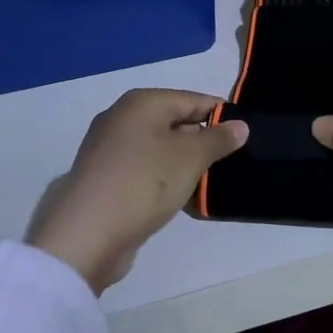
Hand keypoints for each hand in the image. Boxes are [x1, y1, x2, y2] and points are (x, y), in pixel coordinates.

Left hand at [28, 90, 248, 292]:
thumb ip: (218, 139)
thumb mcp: (190, 158)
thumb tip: (240, 125)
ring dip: (184, 162)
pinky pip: (144, 169)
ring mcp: (109, 149)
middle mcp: (121, 118)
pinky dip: (164, 178)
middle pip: (174, 121)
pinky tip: (182, 197)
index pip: (191, 99)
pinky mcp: (105, 178)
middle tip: (232, 160)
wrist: (87, 233)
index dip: (220, 114)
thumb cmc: (144, 183)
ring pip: (159, 148)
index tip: (245, 133)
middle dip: (202, 139)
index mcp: (141, 103)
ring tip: (211, 181)